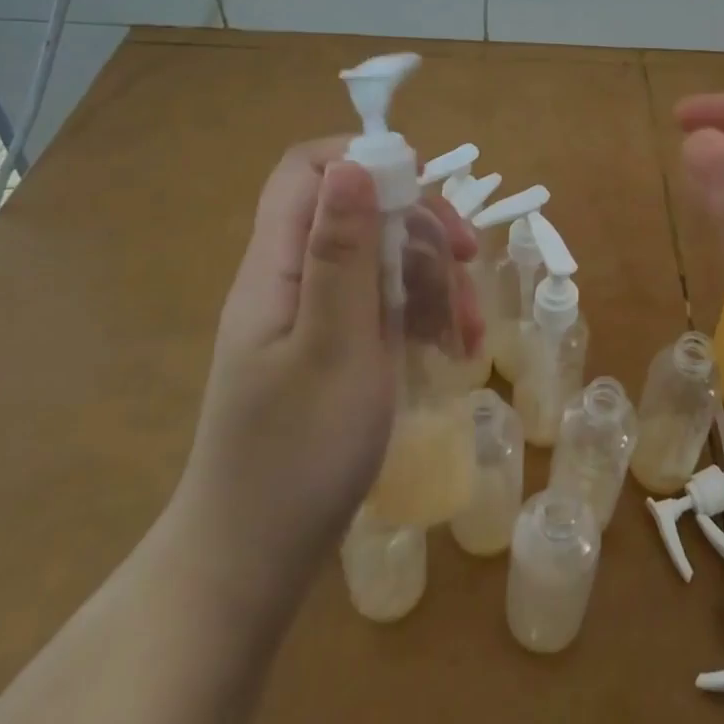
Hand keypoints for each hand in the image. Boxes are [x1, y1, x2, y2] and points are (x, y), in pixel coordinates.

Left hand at [159, 140, 479, 604]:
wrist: (253, 562)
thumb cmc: (296, 455)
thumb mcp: (333, 347)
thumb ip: (342, 253)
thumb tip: (353, 165)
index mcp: (276, 267)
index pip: (308, 171)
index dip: (365, 161)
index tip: (424, 189)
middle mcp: (291, 280)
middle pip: (358, 213)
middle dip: (419, 228)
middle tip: (469, 261)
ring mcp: (313, 317)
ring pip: (379, 261)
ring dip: (432, 280)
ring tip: (470, 332)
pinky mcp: (332, 350)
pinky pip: (381, 308)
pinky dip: (421, 317)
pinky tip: (455, 351)